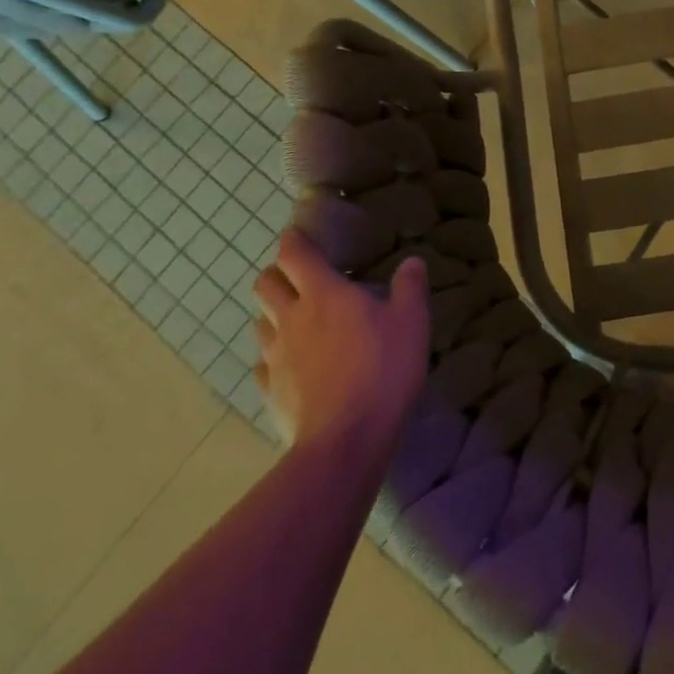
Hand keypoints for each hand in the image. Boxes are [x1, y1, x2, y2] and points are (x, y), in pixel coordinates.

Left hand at [253, 230, 429, 447]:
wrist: (346, 439)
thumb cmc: (383, 369)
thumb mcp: (411, 322)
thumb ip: (410, 287)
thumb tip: (411, 261)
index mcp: (323, 294)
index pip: (295, 255)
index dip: (293, 240)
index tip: (297, 233)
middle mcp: (292, 319)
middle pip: (266, 285)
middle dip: (277, 274)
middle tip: (298, 276)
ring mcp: (276, 357)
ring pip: (261, 323)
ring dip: (274, 314)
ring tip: (297, 320)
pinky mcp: (271, 391)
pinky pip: (264, 364)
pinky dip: (274, 356)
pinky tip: (293, 364)